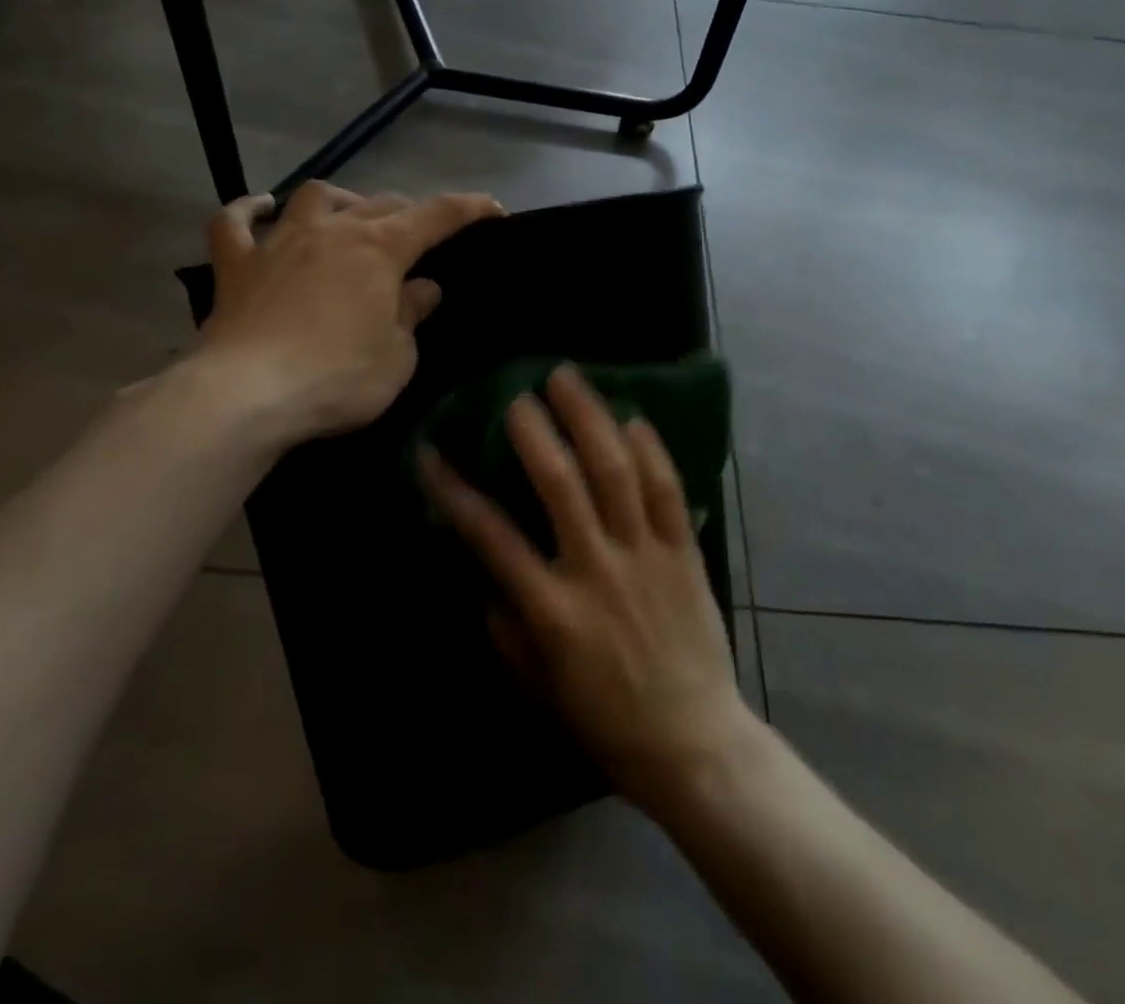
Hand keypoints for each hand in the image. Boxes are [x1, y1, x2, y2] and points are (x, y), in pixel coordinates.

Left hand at [197, 182, 501, 445]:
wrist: (247, 394)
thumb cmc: (337, 378)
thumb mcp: (397, 356)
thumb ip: (411, 315)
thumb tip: (421, 288)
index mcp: (379, 249)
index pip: (437, 216)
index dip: (469, 209)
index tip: (494, 210)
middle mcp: (332, 231)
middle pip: (379, 203)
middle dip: (408, 213)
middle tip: (420, 237)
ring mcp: (279, 243)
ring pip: (314, 197)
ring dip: (340, 200)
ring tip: (350, 216)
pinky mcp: (236, 266)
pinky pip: (235, 224)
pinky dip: (248, 211)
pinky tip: (260, 207)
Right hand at [420, 366, 753, 811]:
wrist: (694, 746)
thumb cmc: (607, 721)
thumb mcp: (539, 687)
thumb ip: (507, 630)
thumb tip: (485, 581)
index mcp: (552, 609)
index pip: (490, 535)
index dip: (454, 490)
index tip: (430, 452)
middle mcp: (596, 569)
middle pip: (559, 482)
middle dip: (532, 430)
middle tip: (516, 393)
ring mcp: (645, 556)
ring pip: (616, 471)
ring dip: (589, 418)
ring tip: (569, 379)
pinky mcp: (685, 553)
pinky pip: (669, 490)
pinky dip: (650, 449)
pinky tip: (632, 417)